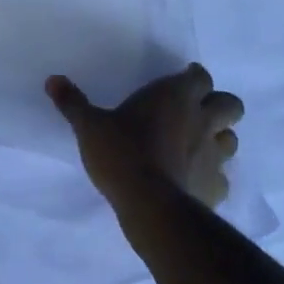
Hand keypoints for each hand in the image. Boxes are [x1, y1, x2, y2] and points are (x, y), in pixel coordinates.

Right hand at [47, 63, 243, 207]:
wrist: (150, 207)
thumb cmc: (122, 153)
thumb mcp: (89, 126)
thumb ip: (73, 102)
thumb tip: (52, 79)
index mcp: (175, 96)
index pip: (201, 76)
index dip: (193, 78)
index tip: (180, 82)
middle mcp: (202, 120)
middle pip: (231, 104)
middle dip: (218, 105)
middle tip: (195, 111)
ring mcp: (214, 156)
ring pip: (231, 140)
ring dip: (218, 138)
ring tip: (196, 145)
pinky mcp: (216, 188)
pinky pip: (222, 178)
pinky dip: (212, 176)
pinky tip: (193, 180)